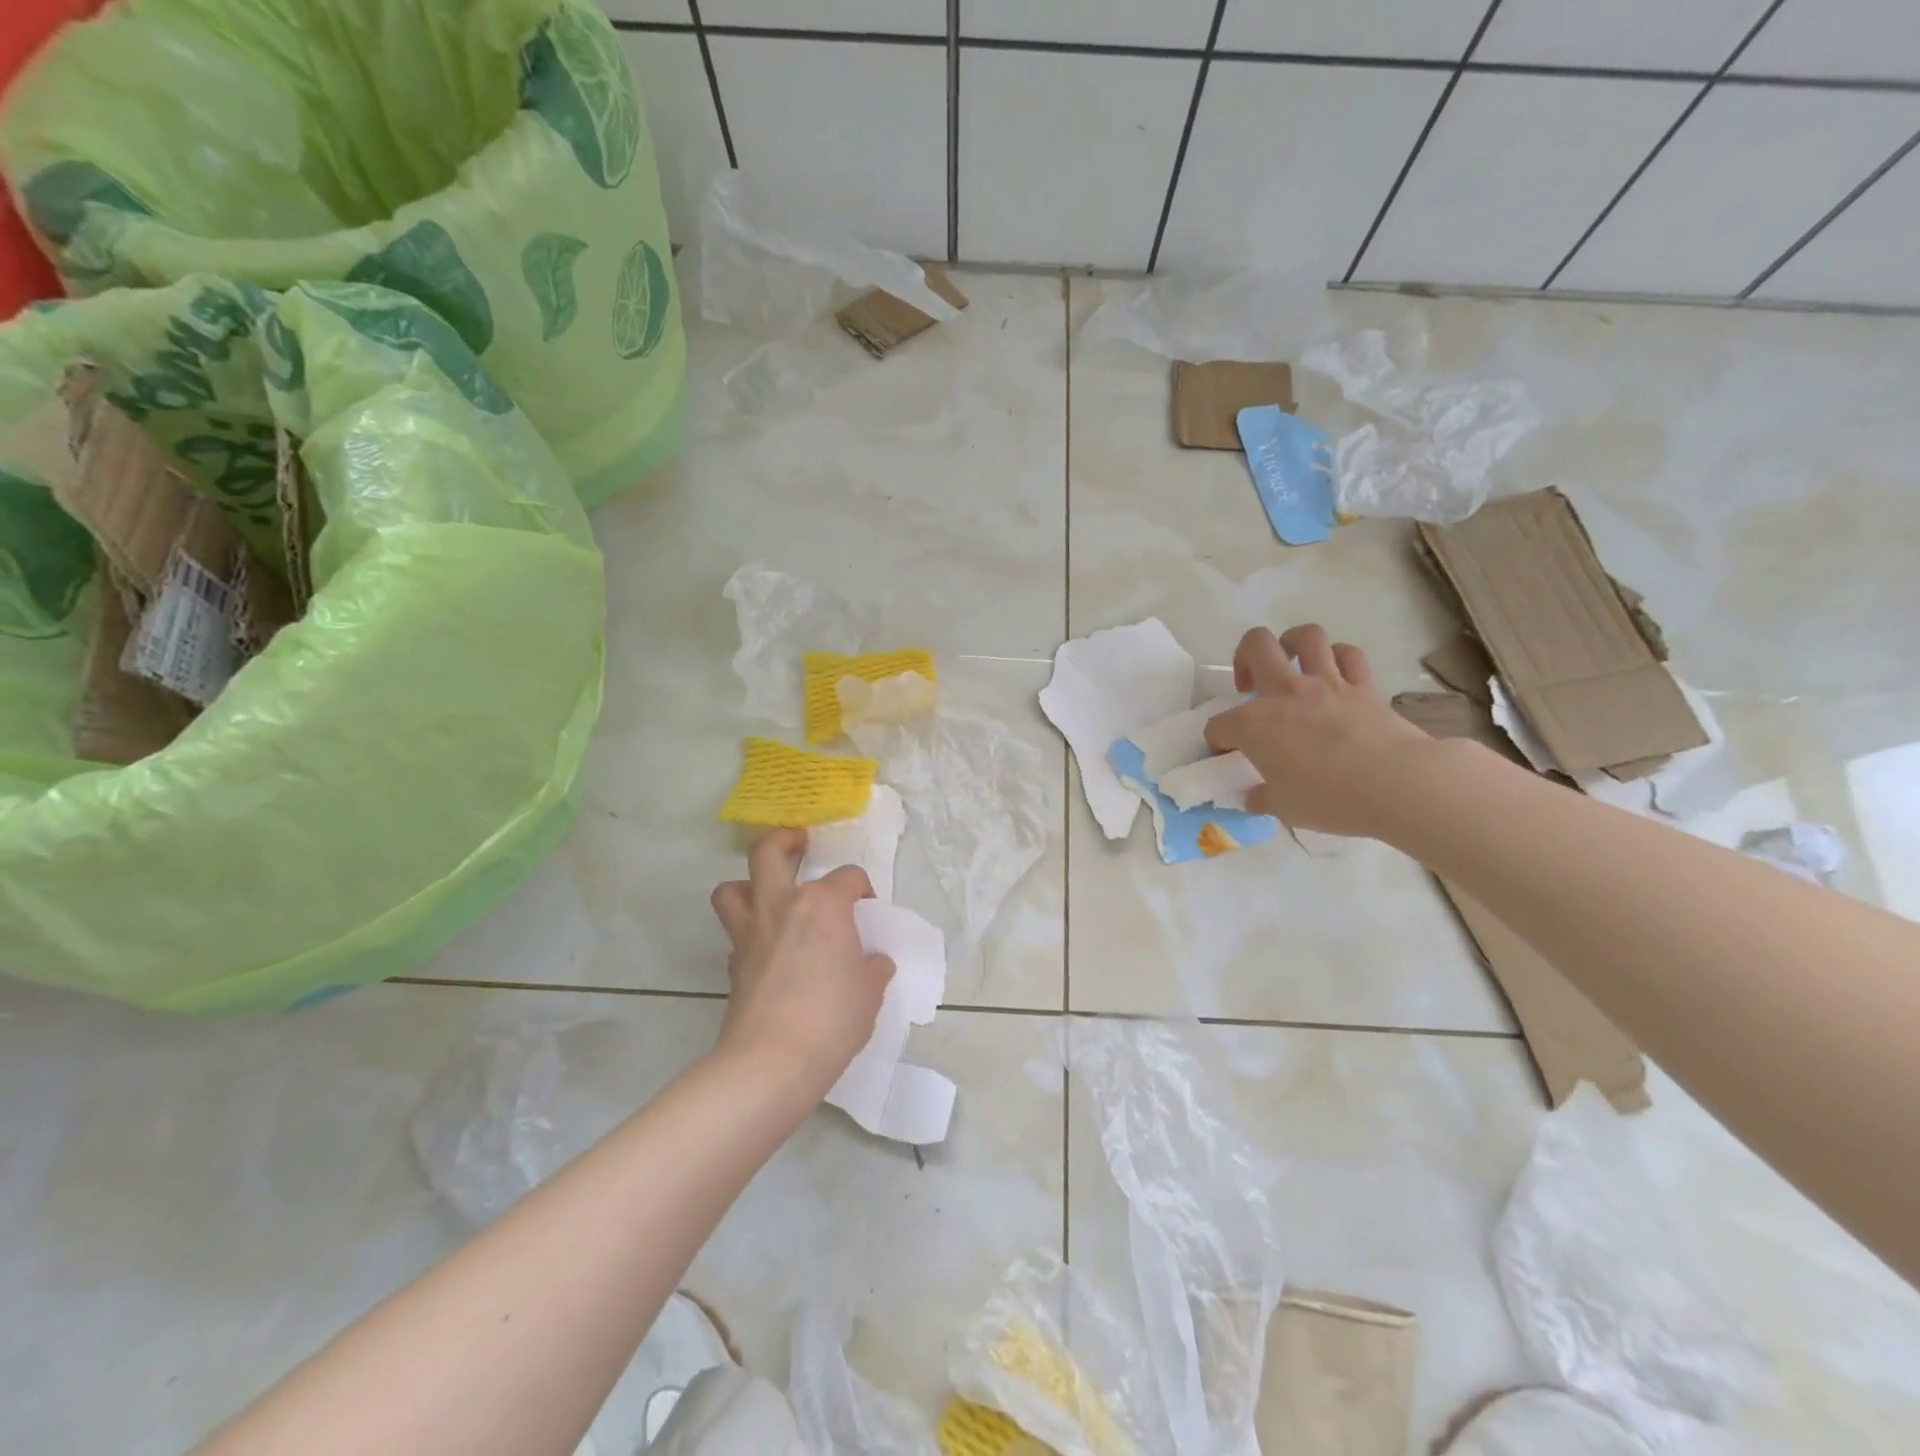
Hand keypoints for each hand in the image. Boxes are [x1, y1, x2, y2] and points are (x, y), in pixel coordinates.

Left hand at [709, 829, 894, 1095]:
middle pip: (768, 853)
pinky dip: (749, 932)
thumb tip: (872, 962)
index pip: (848, 877)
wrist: (772, 1061)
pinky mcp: (733, 965)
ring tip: (767, 893)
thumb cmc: (833, 1017)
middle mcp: (781, 906)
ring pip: (732, 889)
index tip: (867, 907)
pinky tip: (768, 950)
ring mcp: (751, 934)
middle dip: (783, 841)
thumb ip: (872, 968)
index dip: (861, 887)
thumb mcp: (870, 991)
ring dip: (747, 884)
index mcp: (823, 904)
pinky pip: (736, 934)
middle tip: (798, 843)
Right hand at [1203, 624, 1434, 838]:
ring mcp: (1326, 684)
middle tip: (1249, 683)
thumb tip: (1254, 797)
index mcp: (1253, 725)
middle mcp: (1284, 694)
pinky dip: (1339, 658)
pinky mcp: (1363, 686)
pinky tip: (1334, 673)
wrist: (1395, 785)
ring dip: (1292, 643)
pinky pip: (1349, 656)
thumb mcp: (1284, 808)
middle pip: (1255, 646)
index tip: (1227, 755)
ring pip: (1305, 636)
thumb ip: (1263, 798)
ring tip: (1291, 663)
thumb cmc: (1329, 799)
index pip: (1219, 726)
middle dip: (1243, 657)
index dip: (1218, 741)